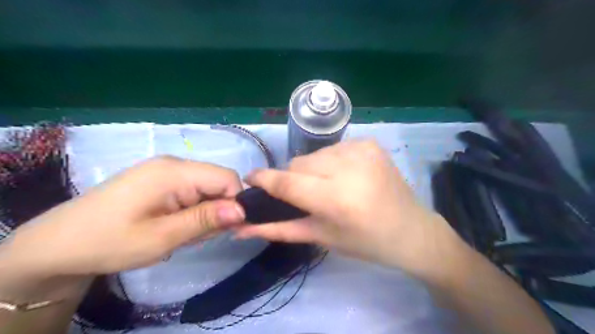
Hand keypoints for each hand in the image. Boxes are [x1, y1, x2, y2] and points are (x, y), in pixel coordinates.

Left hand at [0, 157, 245, 283]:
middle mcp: (174, 164)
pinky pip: (192, 190)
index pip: (227, 178)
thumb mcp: (162, 237)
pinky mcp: (160, 179)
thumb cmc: (109, 241)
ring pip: (207, 188)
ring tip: (183, 234)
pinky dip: (193, 209)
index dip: (235, 202)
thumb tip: (243, 210)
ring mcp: (166, 170)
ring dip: (205, 212)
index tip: (229, 229)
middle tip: (199, 236)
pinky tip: (176, 225)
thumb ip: (205, 220)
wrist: (58, 244)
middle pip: (218, 182)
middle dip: (218, 210)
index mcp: (174, 172)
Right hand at [235, 139, 456, 272]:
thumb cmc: (365, 242)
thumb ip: (278, 229)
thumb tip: (241, 228)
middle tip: (305, 195)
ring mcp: (362, 150)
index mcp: (337, 199)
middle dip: (293, 179)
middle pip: (299, 164)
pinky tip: (345, 176)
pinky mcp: (370, 143)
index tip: (250, 178)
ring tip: (328, 186)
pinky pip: (333, 149)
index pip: (288, 182)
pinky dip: (330, 162)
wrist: (411, 230)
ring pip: (314, 155)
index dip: (264, 178)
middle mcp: (349, 167)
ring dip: (312, 170)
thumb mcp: (321, 238)